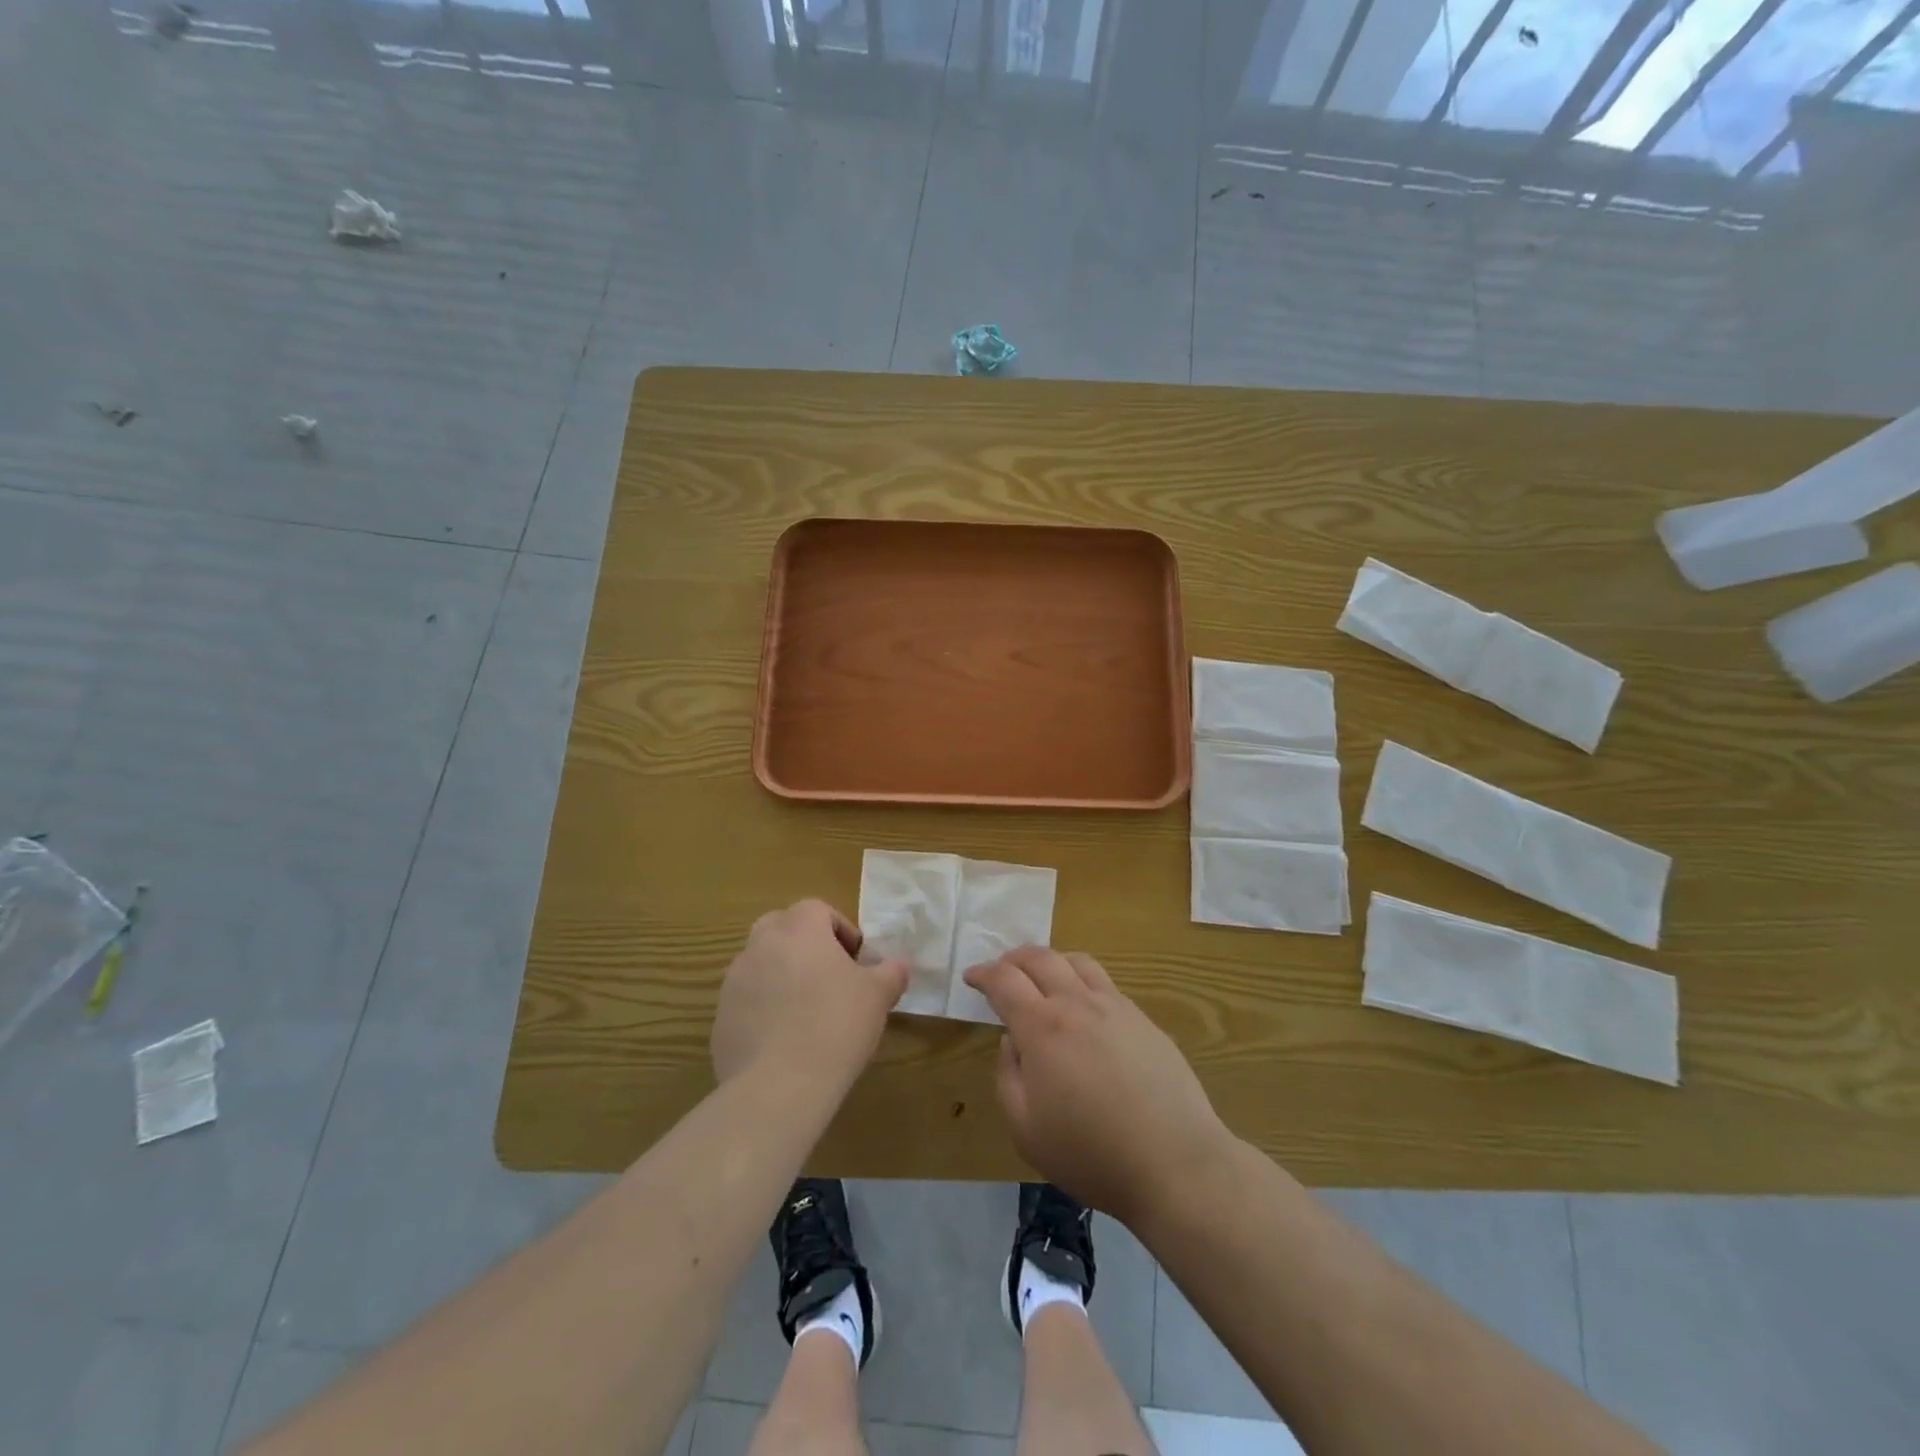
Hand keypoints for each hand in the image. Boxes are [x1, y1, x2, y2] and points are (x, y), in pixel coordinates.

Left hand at [711, 900, 907, 1094]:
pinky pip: (746, 1000)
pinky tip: (783, 1040)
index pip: (817, 909)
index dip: (840, 929)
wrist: (779, 1086)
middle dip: (804, 944)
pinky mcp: (720, 1017)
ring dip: (781, 974)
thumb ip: (891, 972)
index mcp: (799, 930)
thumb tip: (898, 965)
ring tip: (805, 1011)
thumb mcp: (878, 997)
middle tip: (828, 976)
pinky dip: (763, 1008)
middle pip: (781, 927)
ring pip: (760, 962)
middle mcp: (761, 945)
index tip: (856, 960)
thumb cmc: (836, 1026)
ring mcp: (735, 981)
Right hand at [963, 947, 1231, 1222]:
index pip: (1004, 980)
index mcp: (1042, 1027)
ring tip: (1042, 979)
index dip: (983, 973)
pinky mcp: (1143, 1019)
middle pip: (1040, 958)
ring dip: (1051, 961)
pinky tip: (1083, 1009)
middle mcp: (1077, 1003)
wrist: (1174, 1162)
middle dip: (1013, 958)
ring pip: (1076, 961)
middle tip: (1001, 972)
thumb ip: (1008, 1076)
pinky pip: (1105, 983)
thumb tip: (1013, 1042)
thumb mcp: (1026, 1129)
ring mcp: (1115, 1006)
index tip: (971, 977)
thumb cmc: (1091, 1153)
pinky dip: (1081, 981)